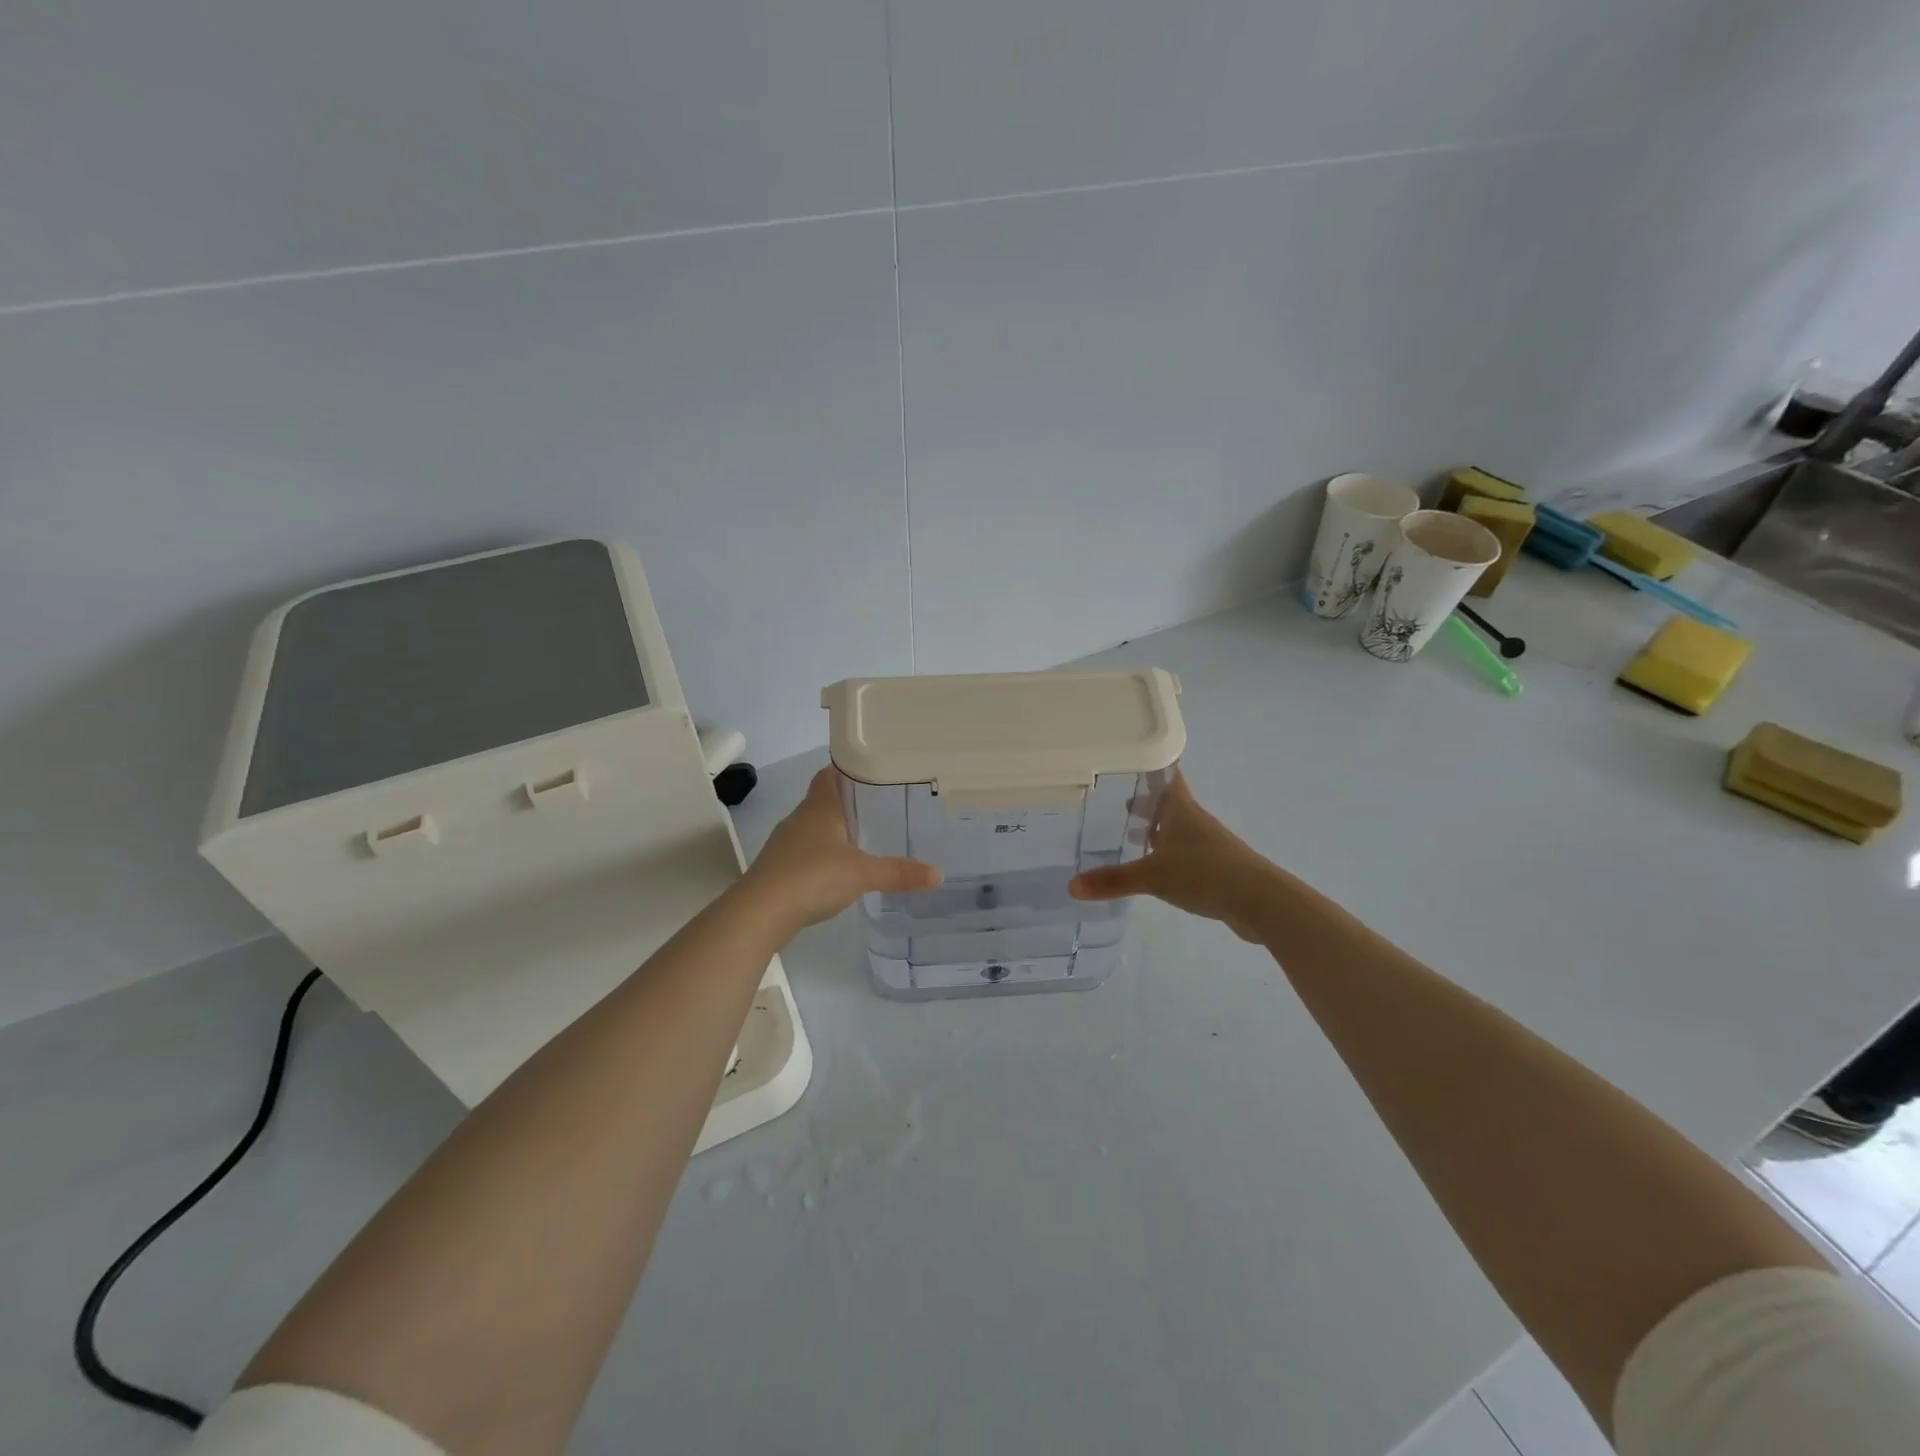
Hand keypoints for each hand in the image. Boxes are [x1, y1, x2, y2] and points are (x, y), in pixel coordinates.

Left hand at [740, 769, 940, 934]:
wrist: (760, 912)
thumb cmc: (812, 877)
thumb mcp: (862, 874)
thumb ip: (899, 872)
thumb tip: (938, 873)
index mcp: (820, 807)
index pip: (830, 773)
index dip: (849, 769)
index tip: (873, 772)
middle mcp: (800, 818)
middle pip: (824, 799)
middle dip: (849, 802)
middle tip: (881, 806)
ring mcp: (786, 843)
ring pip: (815, 826)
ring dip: (835, 830)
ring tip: (866, 837)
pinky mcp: (779, 867)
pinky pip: (806, 851)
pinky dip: (823, 854)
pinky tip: (840, 869)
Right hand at [1068, 774, 1276, 940]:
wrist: (1259, 901)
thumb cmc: (1204, 873)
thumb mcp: (1152, 876)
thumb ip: (1112, 880)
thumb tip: (1071, 886)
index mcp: (1181, 810)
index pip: (1165, 777)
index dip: (1148, 768)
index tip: (1126, 761)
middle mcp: (1195, 821)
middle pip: (1168, 803)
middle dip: (1144, 801)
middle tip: (1114, 801)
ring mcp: (1208, 844)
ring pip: (1176, 829)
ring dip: (1155, 829)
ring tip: (1128, 835)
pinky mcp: (1216, 868)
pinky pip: (1184, 854)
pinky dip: (1167, 855)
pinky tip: (1154, 868)